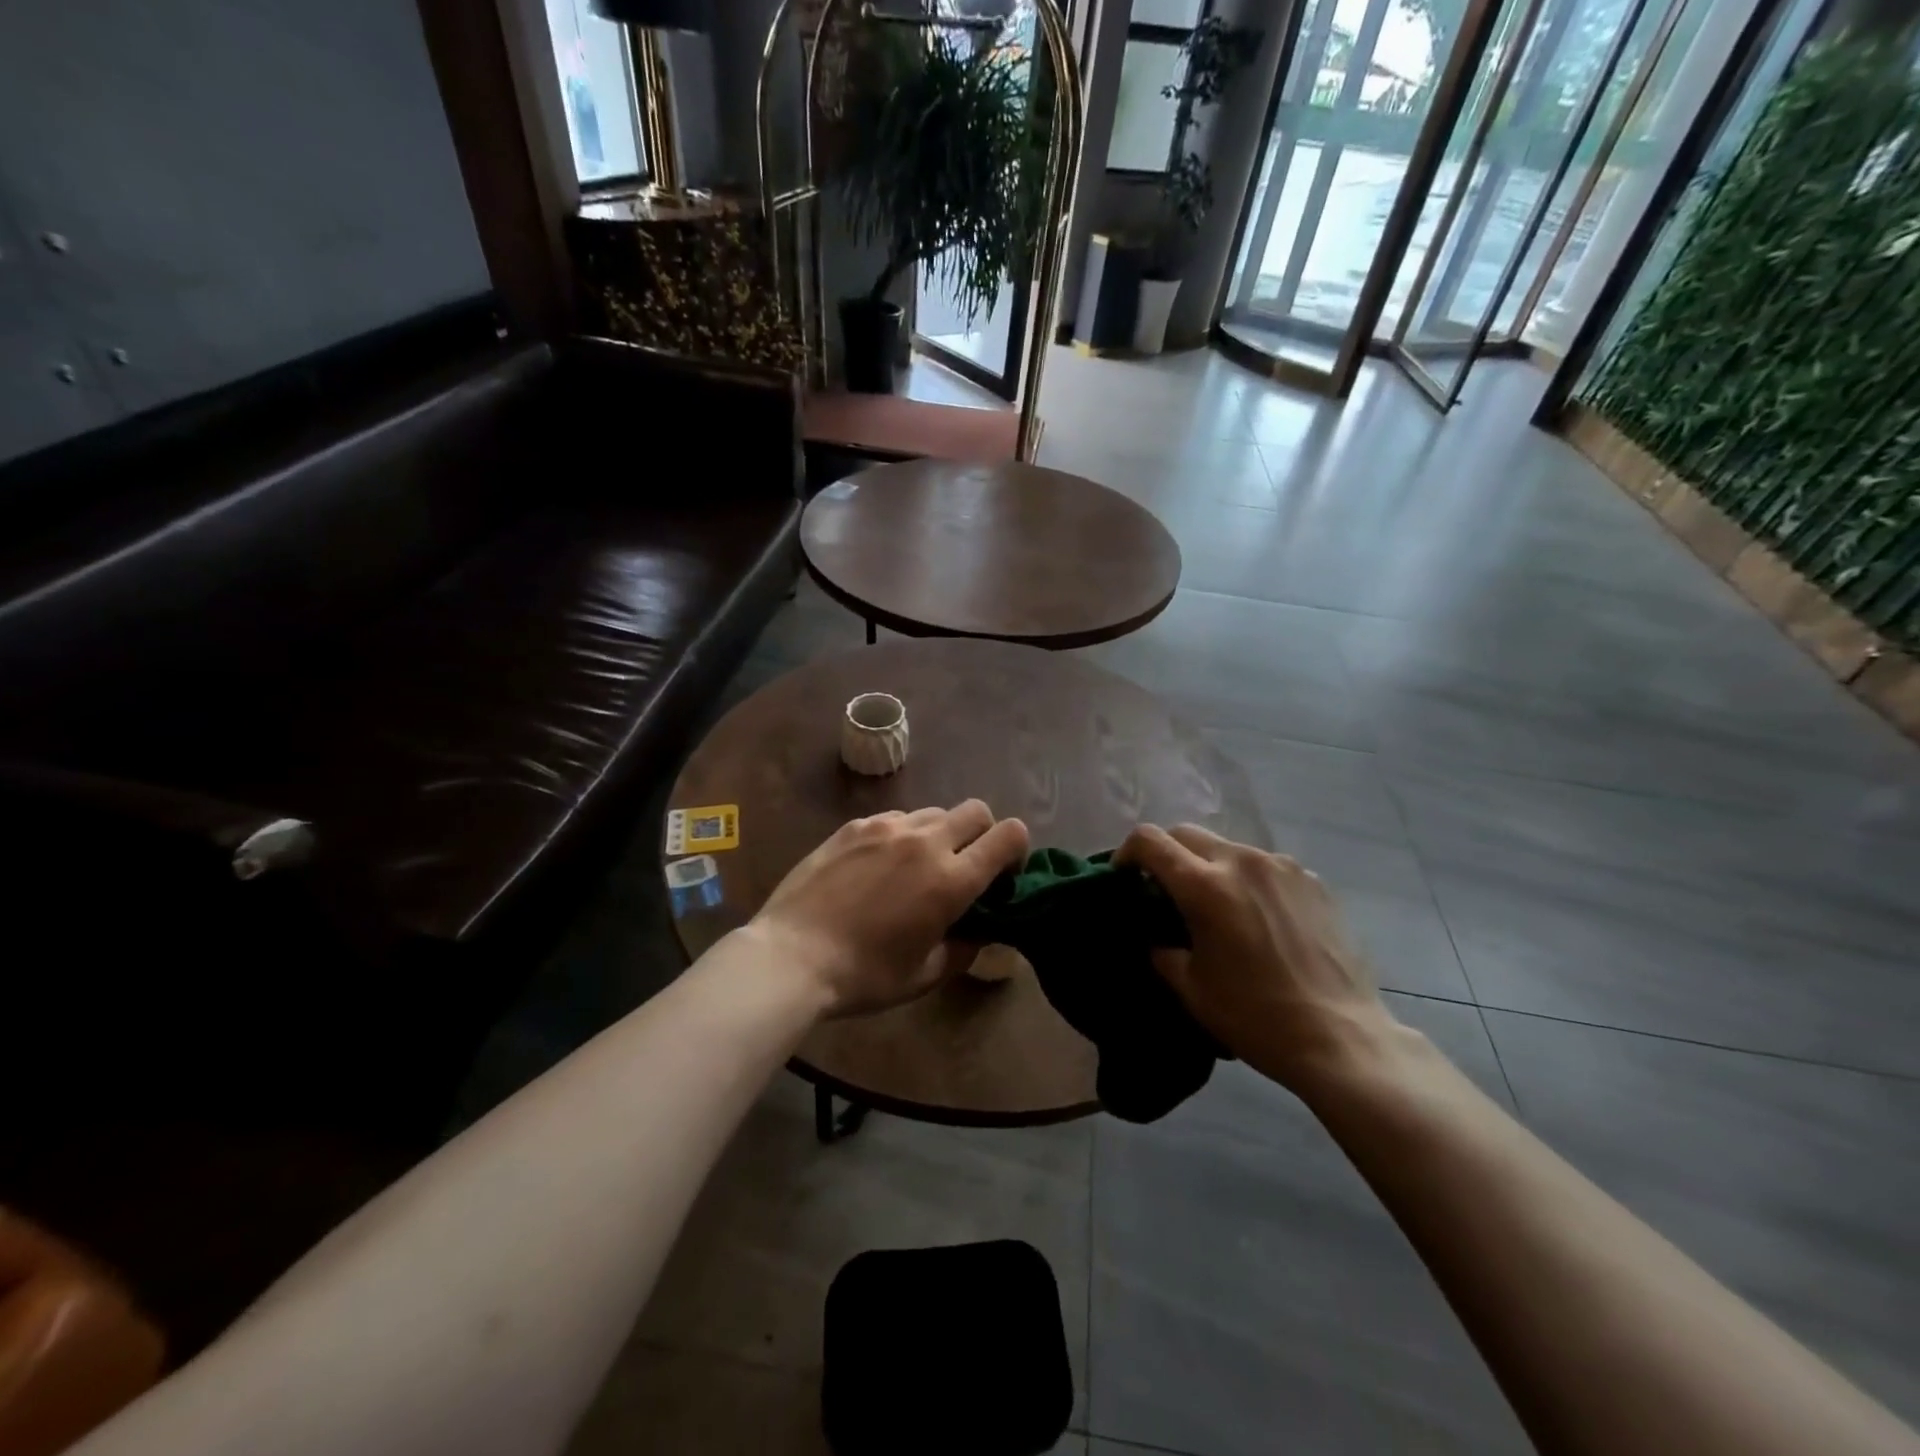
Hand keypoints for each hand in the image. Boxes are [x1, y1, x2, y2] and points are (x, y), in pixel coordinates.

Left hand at [751, 801, 1029, 1017]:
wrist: (792, 956)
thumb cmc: (864, 975)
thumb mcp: (925, 975)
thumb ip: (964, 948)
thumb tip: (979, 930)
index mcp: (952, 880)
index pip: (1009, 835)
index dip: (1016, 851)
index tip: (1001, 876)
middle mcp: (926, 842)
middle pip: (977, 811)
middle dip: (982, 834)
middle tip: (962, 867)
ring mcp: (887, 827)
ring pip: (934, 812)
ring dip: (940, 834)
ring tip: (915, 867)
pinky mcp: (854, 825)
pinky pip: (895, 818)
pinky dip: (902, 835)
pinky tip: (878, 865)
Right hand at [1116, 823, 1402, 1092]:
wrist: (1341, 1038)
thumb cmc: (1255, 1017)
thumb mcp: (1191, 988)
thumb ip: (1162, 949)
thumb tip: (1157, 934)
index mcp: (1205, 886)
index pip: (1149, 841)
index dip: (1127, 853)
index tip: (1125, 876)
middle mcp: (1242, 861)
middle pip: (1187, 834)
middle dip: (1167, 855)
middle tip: (1166, 891)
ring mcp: (1282, 867)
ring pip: (1228, 848)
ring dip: (1210, 867)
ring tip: (1219, 908)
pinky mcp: (1313, 880)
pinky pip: (1266, 867)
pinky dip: (1249, 881)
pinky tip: (1261, 919)